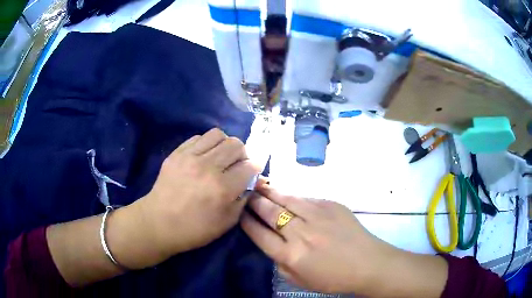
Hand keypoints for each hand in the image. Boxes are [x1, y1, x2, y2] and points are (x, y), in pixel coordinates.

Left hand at [131, 128, 259, 258]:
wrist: (158, 222)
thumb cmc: (194, 229)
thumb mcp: (227, 222)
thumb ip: (243, 199)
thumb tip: (249, 181)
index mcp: (222, 188)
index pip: (249, 166)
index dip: (254, 168)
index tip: (251, 172)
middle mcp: (208, 167)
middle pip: (236, 145)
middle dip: (243, 154)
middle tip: (237, 165)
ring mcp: (190, 157)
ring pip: (218, 134)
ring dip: (225, 144)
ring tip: (221, 157)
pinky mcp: (177, 153)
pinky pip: (198, 137)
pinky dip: (207, 144)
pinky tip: (204, 156)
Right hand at [241, 185, 447, 296]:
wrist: (368, 263)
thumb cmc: (334, 278)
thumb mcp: (300, 279)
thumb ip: (281, 262)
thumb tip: (271, 243)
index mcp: (291, 255)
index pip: (259, 234)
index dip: (246, 221)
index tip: (239, 212)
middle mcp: (300, 233)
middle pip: (270, 212)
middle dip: (254, 201)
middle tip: (246, 192)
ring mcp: (317, 216)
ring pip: (286, 199)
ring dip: (270, 191)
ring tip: (259, 184)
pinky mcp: (331, 205)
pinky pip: (306, 198)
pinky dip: (293, 195)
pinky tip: (286, 193)